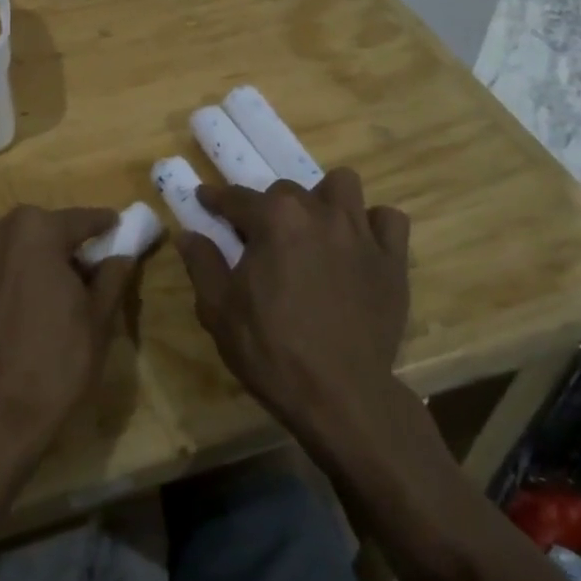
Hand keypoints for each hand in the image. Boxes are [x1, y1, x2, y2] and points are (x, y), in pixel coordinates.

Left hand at [0, 207, 138, 462]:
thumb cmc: (56, 364)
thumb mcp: (99, 321)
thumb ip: (111, 278)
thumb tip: (121, 255)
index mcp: (38, 230)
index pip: (81, 220)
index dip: (102, 226)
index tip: (114, 228)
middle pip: (33, 229)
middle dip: (53, 244)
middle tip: (70, 276)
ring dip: (7, 254)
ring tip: (22, 287)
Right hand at [178, 169, 411, 434]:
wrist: (340, 395)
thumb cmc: (270, 350)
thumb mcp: (218, 310)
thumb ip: (202, 264)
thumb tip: (187, 234)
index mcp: (274, 220)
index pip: (237, 197)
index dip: (216, 199)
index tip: (206, 199)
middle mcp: (319, 212)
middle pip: (288, 190)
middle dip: (269, 207)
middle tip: (261, 238)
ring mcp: (361, 232)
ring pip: (343, 185)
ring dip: (324, 199)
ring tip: (315, 228)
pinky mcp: (392, 259)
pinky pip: (387, 220)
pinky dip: (372, 225)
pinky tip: (358, 246)